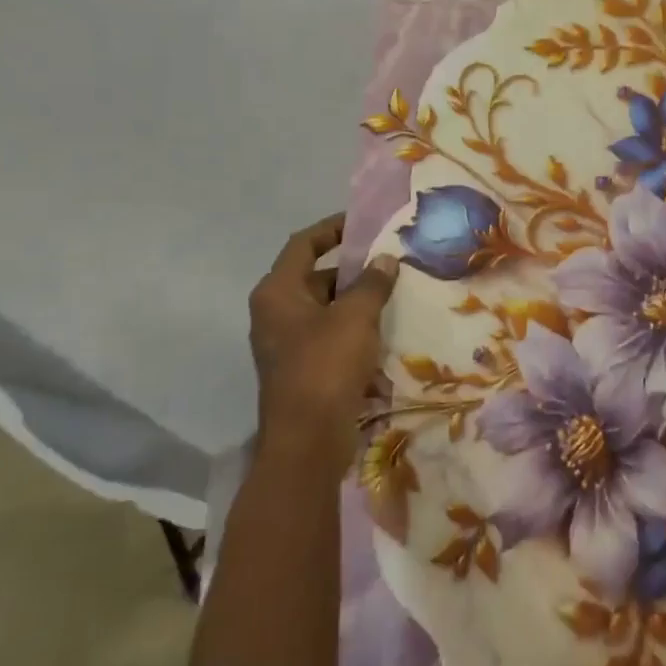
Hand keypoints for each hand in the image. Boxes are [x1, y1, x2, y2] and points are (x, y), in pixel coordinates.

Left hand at [247, 214, 398, 459]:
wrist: (307, 442)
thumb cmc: (326, 366)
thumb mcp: (356, 316)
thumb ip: (372, 282)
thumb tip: (385, 259)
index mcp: (277, 292)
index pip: (303, 244)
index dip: (332, 229)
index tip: (362, 223)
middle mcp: (274, 313)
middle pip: (313, 276)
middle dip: (350, 269)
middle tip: (387, 261)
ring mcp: (284, 343)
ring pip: (323, 308)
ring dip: (354, 300)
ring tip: (392, 292)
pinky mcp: (299, 369)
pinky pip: (327, 335)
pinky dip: (351, 328)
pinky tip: (382, 330)